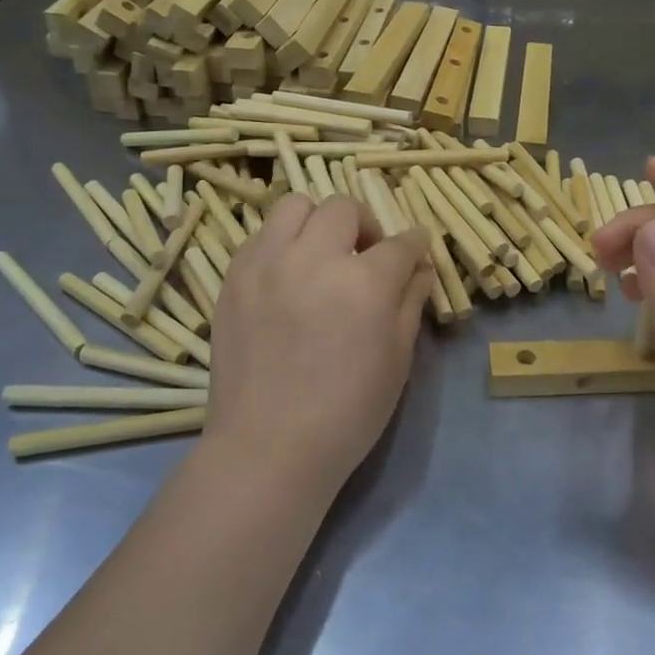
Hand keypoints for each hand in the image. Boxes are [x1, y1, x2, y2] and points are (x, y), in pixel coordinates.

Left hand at [205, 193, 434, 503]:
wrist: (268, 447)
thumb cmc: (348, 411)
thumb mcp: (397, 358)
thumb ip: (411, 301)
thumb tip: (419, 266)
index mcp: (364, 283)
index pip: (400, 243)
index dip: (415, 244)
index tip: (416, 250)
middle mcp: (314, 259)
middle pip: (344, 209)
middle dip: (366, 226)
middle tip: (367, 256)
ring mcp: (267, 264)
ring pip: (295, 206)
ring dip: (319, 223)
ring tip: (322, 256)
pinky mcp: (234, 277)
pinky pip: (262, 235)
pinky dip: (283, 243)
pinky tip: (288, 275)